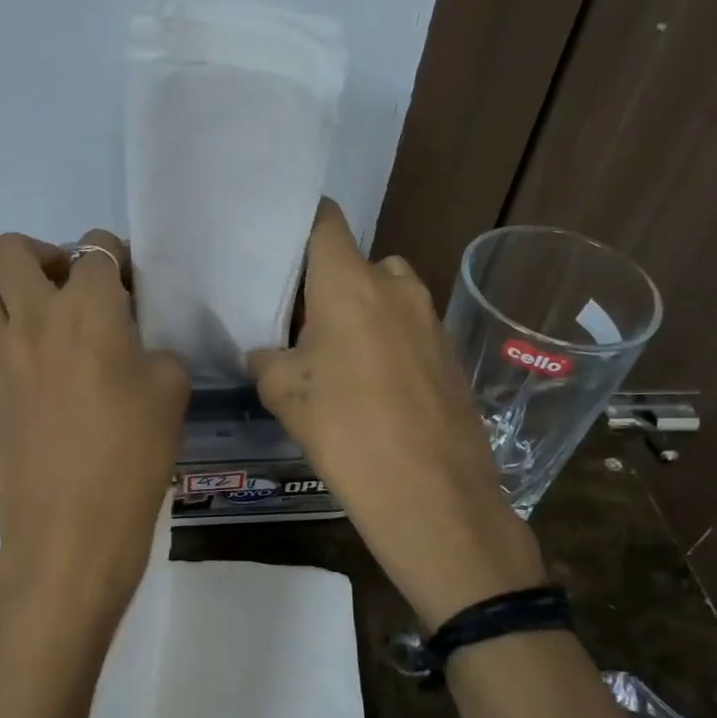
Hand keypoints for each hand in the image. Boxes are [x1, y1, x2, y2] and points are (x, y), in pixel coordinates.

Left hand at [0, 229, 190, 649]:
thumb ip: (156, 351)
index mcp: (88, 308)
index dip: (115, 257)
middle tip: (70, 287)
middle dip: (43, 254)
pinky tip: (30, 376)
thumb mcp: (172, 391)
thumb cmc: (133, 455)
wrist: (70, 530)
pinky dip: (2, 346)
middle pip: (12, 249)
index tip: (126, 282)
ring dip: (8, 292)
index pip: (96, 249)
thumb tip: (136, 349)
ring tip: (40, 321)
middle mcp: (33, 317)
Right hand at [247, 200, 542, 626]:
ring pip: (386, 297)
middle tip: (300, 321)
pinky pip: (409, 330)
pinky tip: (373, 389)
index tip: (277, 242)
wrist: (433, 497)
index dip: (301, 223)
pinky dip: (388, 343)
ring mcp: (431, 320)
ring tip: (336, 359)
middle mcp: (396, 286)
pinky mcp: (450, 354)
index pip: (325, 221)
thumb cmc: (347, 432)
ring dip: (362, 314)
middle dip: (329, 284)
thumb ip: (266, 358)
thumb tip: (266, 352)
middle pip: (356, 262)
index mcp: (350, 282)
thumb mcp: (284, 394)